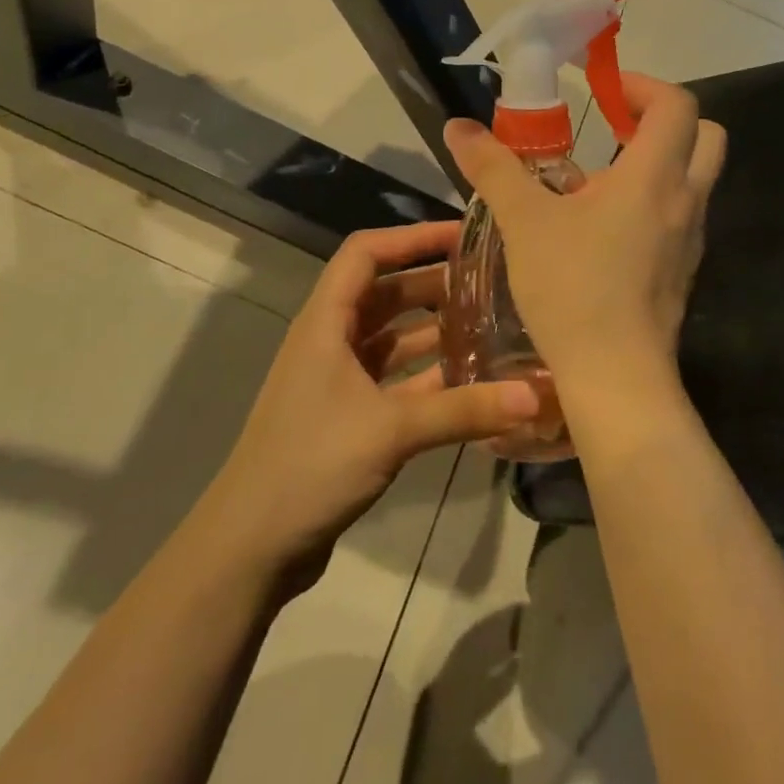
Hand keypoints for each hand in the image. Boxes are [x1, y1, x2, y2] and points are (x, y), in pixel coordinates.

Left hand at [207, 221, 540, 589]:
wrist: (248, 549)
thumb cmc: (310, 465)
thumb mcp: (391, 430)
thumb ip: (464, 410)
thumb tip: (535, 395)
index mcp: (325, 322)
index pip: (366, 253)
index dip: (412, 237)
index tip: (462, 235)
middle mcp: (330, 341)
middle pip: (386, 293)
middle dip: (434, 284)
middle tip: (490, 284)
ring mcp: (337, 380)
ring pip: (393, 338)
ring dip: (434, 330)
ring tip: (488, 325)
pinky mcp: (348, 416)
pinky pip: (395, 379)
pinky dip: (428, 375)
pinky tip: (469, 381)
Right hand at [442, 75, 726, 439]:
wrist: (616, 377)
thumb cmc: (573, 288)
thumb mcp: (525, 221)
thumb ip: (493, 167)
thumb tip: (457, 126)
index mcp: (655, 175)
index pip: (677, 105)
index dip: (643, 87)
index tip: (603, 92)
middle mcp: (686, 199)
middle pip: (705, 135)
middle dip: (663, 120)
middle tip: (615, 126)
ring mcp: (691, 238)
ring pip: (695, 178)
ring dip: (657, 163)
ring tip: (597, 180)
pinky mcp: (684, 270)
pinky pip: (680, 217)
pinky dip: (653, 203)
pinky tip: (604, 229)